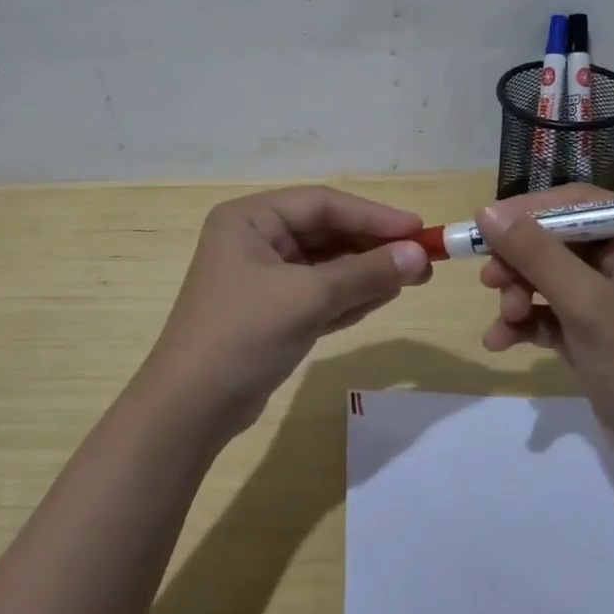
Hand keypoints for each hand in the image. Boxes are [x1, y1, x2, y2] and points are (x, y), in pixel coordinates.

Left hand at [141, 186, 432, 438]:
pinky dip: (350, 296)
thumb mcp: (308, 298)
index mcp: (249, 219)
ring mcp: (263, 278)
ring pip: (326, 265)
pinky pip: (320, 294)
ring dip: (367, 272)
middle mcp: (254, 240)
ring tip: (414, 278)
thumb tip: (419, 256)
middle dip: (373, 247)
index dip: (373, 215)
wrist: (191, 409)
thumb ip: (365, 273)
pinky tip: (385, 297)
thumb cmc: (243, 335)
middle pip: (326, 232)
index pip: (322, 204)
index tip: (418, 229)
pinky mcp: (272, 312)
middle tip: (422, 259)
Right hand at [475, 185, 613, 462]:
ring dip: (519, 296)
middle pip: (556, 240)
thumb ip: (536, 254)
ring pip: (547, 276)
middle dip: (520, 264)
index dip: (528, 212)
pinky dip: (526, 323)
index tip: (486, 227)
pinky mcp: (594, 329)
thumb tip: (486, 212)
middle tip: (490, 281)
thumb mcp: (587, 304)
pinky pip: (550, 310)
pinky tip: (500, 341)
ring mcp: (611, 295)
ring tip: (505, 321)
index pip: (578, 204)